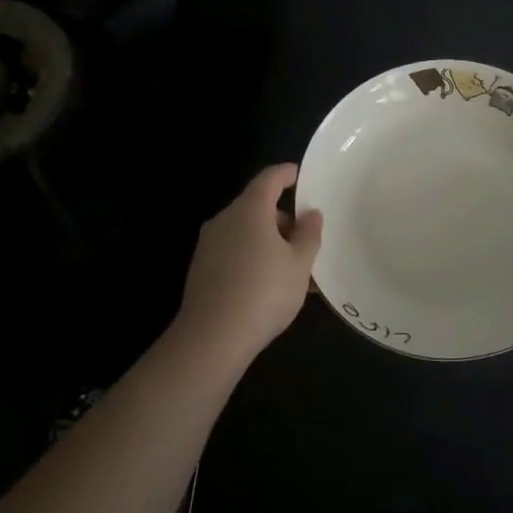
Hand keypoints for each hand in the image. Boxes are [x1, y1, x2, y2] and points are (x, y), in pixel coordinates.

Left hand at [174, 164, 322, 358]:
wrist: (212, 338)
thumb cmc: (264, 292)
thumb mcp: (300, 264)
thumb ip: (309, 234)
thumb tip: (310, 214)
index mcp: (250, 210)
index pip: (269, 179)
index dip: (286, 174)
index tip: (299, 175)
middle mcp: (225, 220)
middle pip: (257, 208)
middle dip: (283, 219)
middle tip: (307, 240)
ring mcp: (209, 245)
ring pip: (246, 233)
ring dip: (269, 242)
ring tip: (294, 270)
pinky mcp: (201, 270)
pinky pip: (234, 253)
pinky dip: (254, 258)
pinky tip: (270, 286)